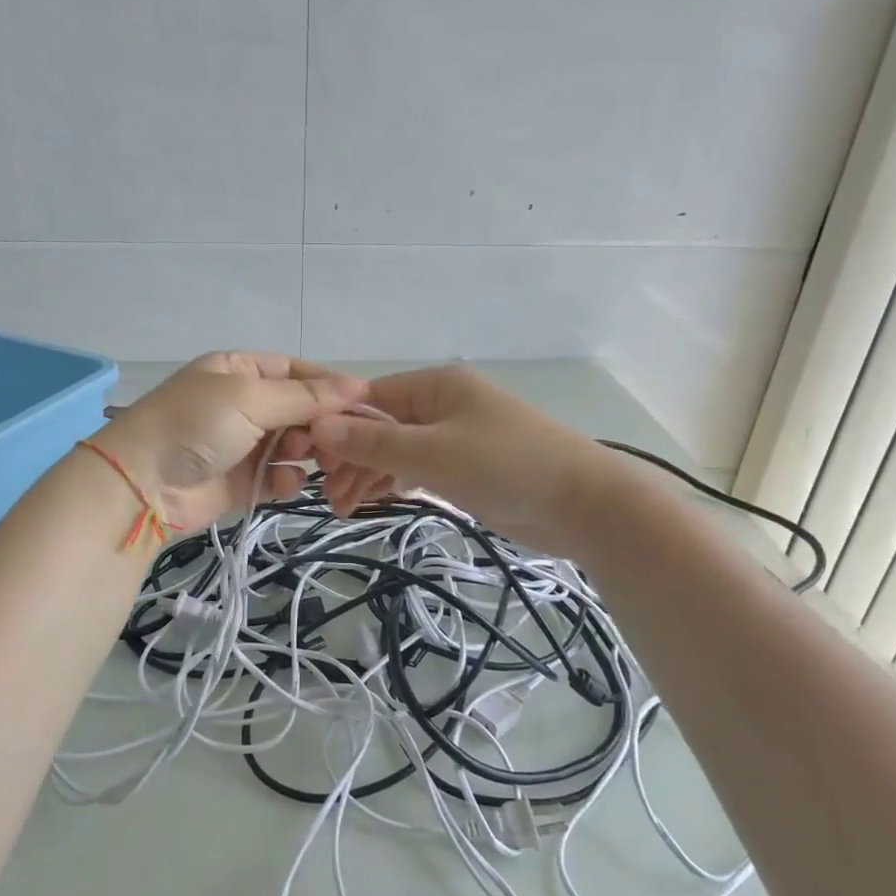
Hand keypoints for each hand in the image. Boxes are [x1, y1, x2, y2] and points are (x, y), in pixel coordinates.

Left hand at [95, 352, 365, 531]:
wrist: (142, 485)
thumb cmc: (194, 426)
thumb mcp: (250, 398)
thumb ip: (306, 397)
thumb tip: (360, 385)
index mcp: (239, 370)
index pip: (297, 372)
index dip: (329, 387)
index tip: (362, 404)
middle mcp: (243, 403)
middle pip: (300, 410)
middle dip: (319, 424)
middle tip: (331, 440)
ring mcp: (242, 444)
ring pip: (293, 445)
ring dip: (306, 451)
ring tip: (304, 458)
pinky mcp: (241, 481)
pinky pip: (278, 476)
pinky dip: (286, 480)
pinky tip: (286, 482)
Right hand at [308, 364, 608, 553]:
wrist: (583, 505)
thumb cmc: (504, 467)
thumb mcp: (431, 453)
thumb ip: (373, 441)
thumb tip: (319, 425)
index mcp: (436, 385)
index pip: (369, 397)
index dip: (337, 426)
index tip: (312, 461)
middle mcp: (443, 405)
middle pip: (380, 425)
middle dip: (352, 458)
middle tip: (330, 497)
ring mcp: (456, 437)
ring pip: (397, 450)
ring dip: (369, 475)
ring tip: (345, 509)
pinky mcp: (467, 468)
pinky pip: (418, 469)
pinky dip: (395, 483)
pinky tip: (372, 501)